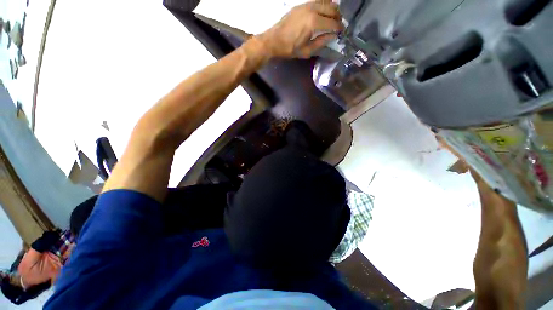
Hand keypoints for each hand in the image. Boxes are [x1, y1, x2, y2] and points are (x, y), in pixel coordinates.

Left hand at [260, 0, 343, 57]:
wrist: (274, 41)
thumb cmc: (290, 49)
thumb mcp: (306, 51)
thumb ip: (321, 42)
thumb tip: (332, 36)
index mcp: (314, 22)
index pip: (333, 23)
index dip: (339, 28)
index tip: (342, 32)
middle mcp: (312, 9)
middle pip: (332, 8)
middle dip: (338, 17)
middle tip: (339, 25)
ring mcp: (306, 5)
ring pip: (326, 1)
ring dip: (332, 9)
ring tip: (333, 18)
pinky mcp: (301, 5)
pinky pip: (317, 1)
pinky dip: (324, 5)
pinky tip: (324, 12)